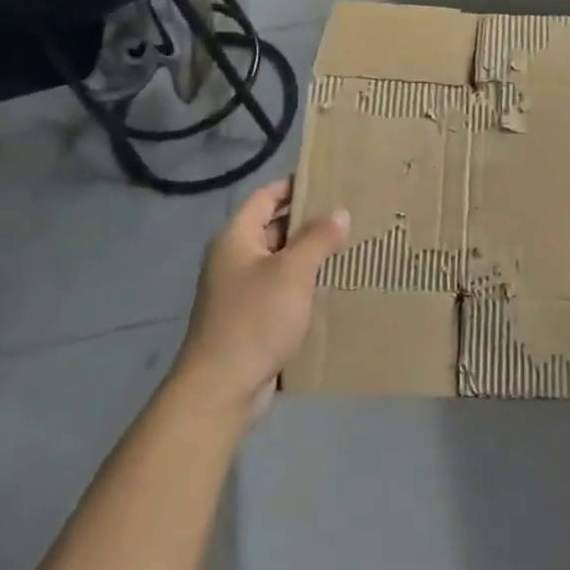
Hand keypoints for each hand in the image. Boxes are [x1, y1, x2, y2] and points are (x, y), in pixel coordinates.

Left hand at [175, 178, 348, 417]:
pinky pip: (279, 290)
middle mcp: (233, 259)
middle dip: (307, 222)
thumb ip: (318, 238)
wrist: (221, 387)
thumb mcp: (293, 271)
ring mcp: (239, 291)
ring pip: (279, 261)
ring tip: (347, 247)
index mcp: (235, 239)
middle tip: (347, 215)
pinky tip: (330, 287)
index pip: (264, 197)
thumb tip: (340, 212)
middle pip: (272, 228)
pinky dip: (302, 284)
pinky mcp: (249, 319)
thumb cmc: (255, 318)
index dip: (292, 186)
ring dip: (308, 255)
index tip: (327, 181)